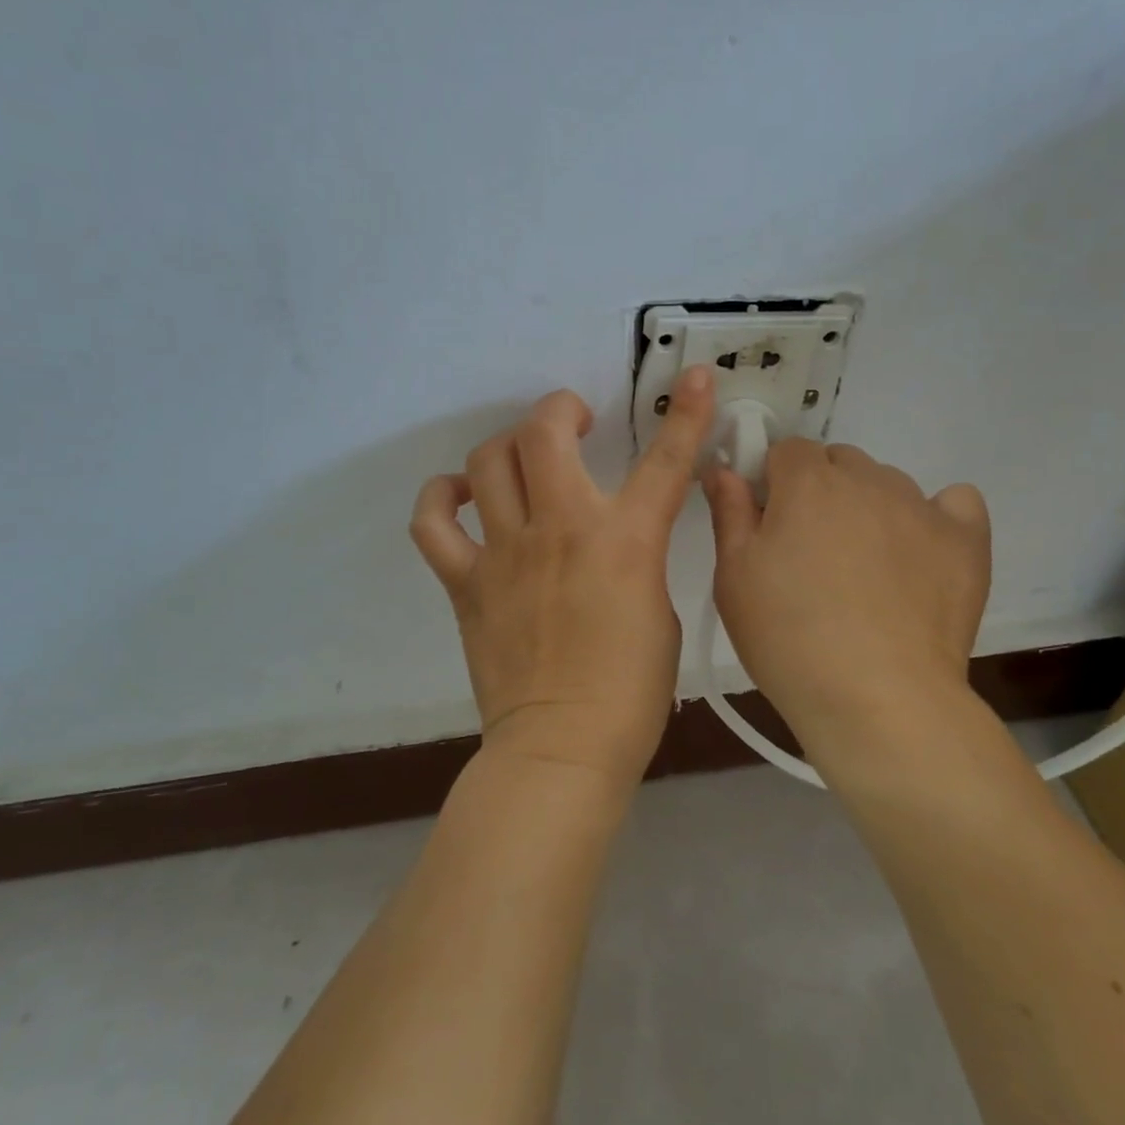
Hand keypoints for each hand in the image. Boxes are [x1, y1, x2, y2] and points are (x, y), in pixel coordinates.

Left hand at [410, 368, 716, 783]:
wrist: (564, 747)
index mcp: (625, 541)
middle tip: (574, 423)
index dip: (685, 412)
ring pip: (487, 462)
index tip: (691, 377)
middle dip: (559, 410)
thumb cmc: (630, 690)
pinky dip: (441, 498)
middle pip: (542, 432)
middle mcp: (561, 529)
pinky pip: (433, 522)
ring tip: (521, 461)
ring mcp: (505, 552)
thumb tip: (616, 539)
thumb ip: (638, 558)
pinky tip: (460, 497)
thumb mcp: (660, 609)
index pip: (665, 461)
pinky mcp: (466, 582)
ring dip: (507, 446)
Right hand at [703, 441, 991, 771]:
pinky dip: (938, 516)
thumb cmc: (788, 638)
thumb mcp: (734, 577)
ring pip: (888, 483)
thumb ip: (729, 512)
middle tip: (811, 550)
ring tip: (865, 566)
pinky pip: (955, 502)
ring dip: (869, 505)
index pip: (787, 450)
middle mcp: (867, 480)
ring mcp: (922, 507)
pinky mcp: (966, 541)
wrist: (878, 700)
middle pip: (839, 461)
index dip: (773, 481)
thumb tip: (722, 467)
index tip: (769, 522)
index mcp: (807, 483)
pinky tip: (923, 551)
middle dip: (821, 489)